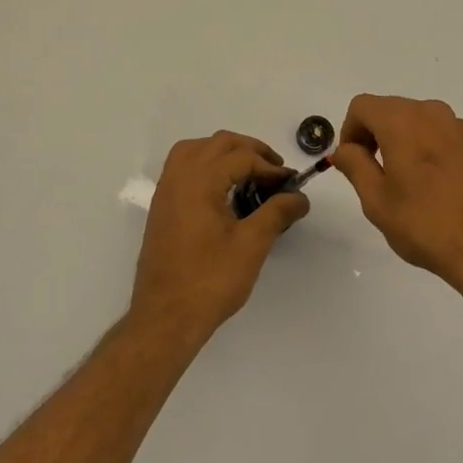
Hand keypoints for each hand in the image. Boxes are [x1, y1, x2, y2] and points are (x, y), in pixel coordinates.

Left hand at [131, 131, 309, 341]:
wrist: (165, 318)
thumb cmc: (210, 281)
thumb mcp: (252, 245)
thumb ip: (277, 213)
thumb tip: (300, 197)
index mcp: (199, 181)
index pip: (241, 157)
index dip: (270, 167)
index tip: (291, 184)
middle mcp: (178, 177)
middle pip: (218, 144)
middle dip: (250, 151)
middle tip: (275, 172)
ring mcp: (166, 191)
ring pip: (196, 150)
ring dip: (225, 153)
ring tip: (250, 173)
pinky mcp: (162, 207)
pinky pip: (183, 167)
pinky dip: (206, 165)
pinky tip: (224, 189)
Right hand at [331, 95, 462, 307]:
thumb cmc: (426, 225)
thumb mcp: (377, 200)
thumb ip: (355, 166)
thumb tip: (344, 149)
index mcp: (403, 121)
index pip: (362, 106)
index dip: (349, 131)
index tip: (353, 163)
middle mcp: (433, 114)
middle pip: (391, 110)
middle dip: (375, 135)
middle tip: (374, 176)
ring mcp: (461, 129)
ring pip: (418, 122)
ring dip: (403, 143)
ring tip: (406, 185)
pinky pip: (443, 137)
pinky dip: (429, 151)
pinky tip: (436, 190)